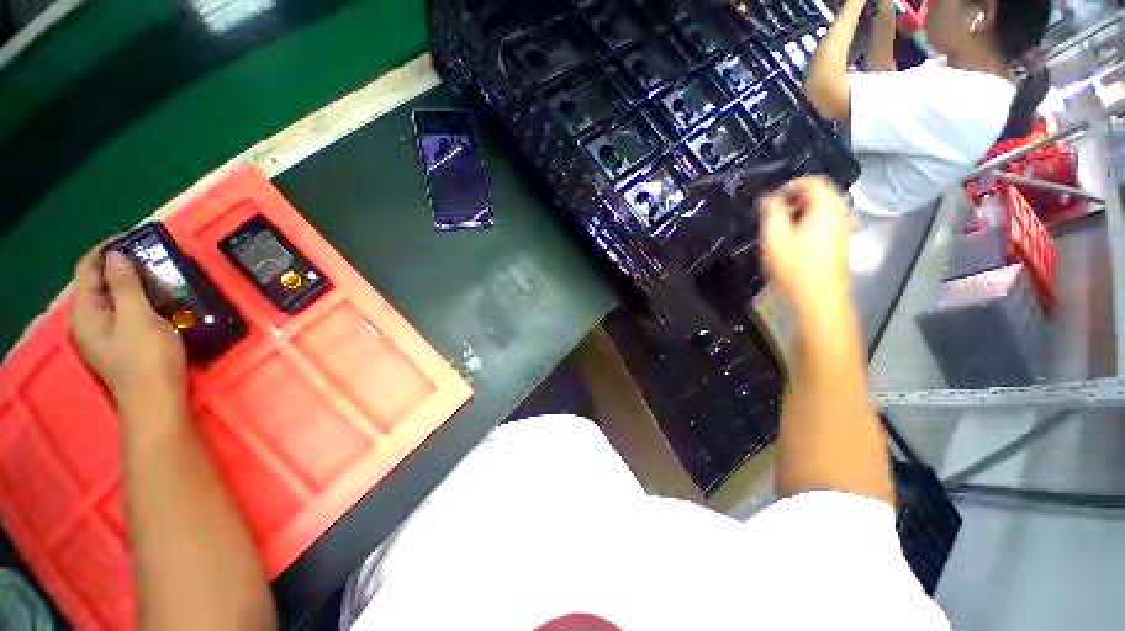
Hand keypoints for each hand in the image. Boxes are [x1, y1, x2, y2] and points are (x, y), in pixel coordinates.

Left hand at [70, 243, 187, 406]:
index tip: (134, 237)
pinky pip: (121, 312)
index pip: (88, 269)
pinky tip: (155, 300)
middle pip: (97, 283)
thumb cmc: (147, 357)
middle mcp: (87, 321)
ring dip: (130, 283)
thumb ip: (125, 285)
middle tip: (149, 257)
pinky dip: (135, 299)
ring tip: (156, 275)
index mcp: (85, 312)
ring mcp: (102, 335)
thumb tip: (116, 256)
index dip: (107, 249)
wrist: (156, 399)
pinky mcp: (118, 344)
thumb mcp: (138, 317)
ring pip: (111, 298)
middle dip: (120, 266)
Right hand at [759, 177, 850, 312]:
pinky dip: (808, 221)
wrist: (818, 296)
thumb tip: (769, 198)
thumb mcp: (775, 235)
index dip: (789, 186)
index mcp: (827, 206)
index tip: (770, 200)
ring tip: (780, 225)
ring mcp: (843, 227)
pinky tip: (794, 238)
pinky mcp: (840, 241)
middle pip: (820, 193)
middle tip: (773, 212)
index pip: (812, 182)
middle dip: (795, 198)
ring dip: (801, 211)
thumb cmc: (794, 264)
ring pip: (822, 208)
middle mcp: (841, 212)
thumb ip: (772, 211)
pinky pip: (825, 221)